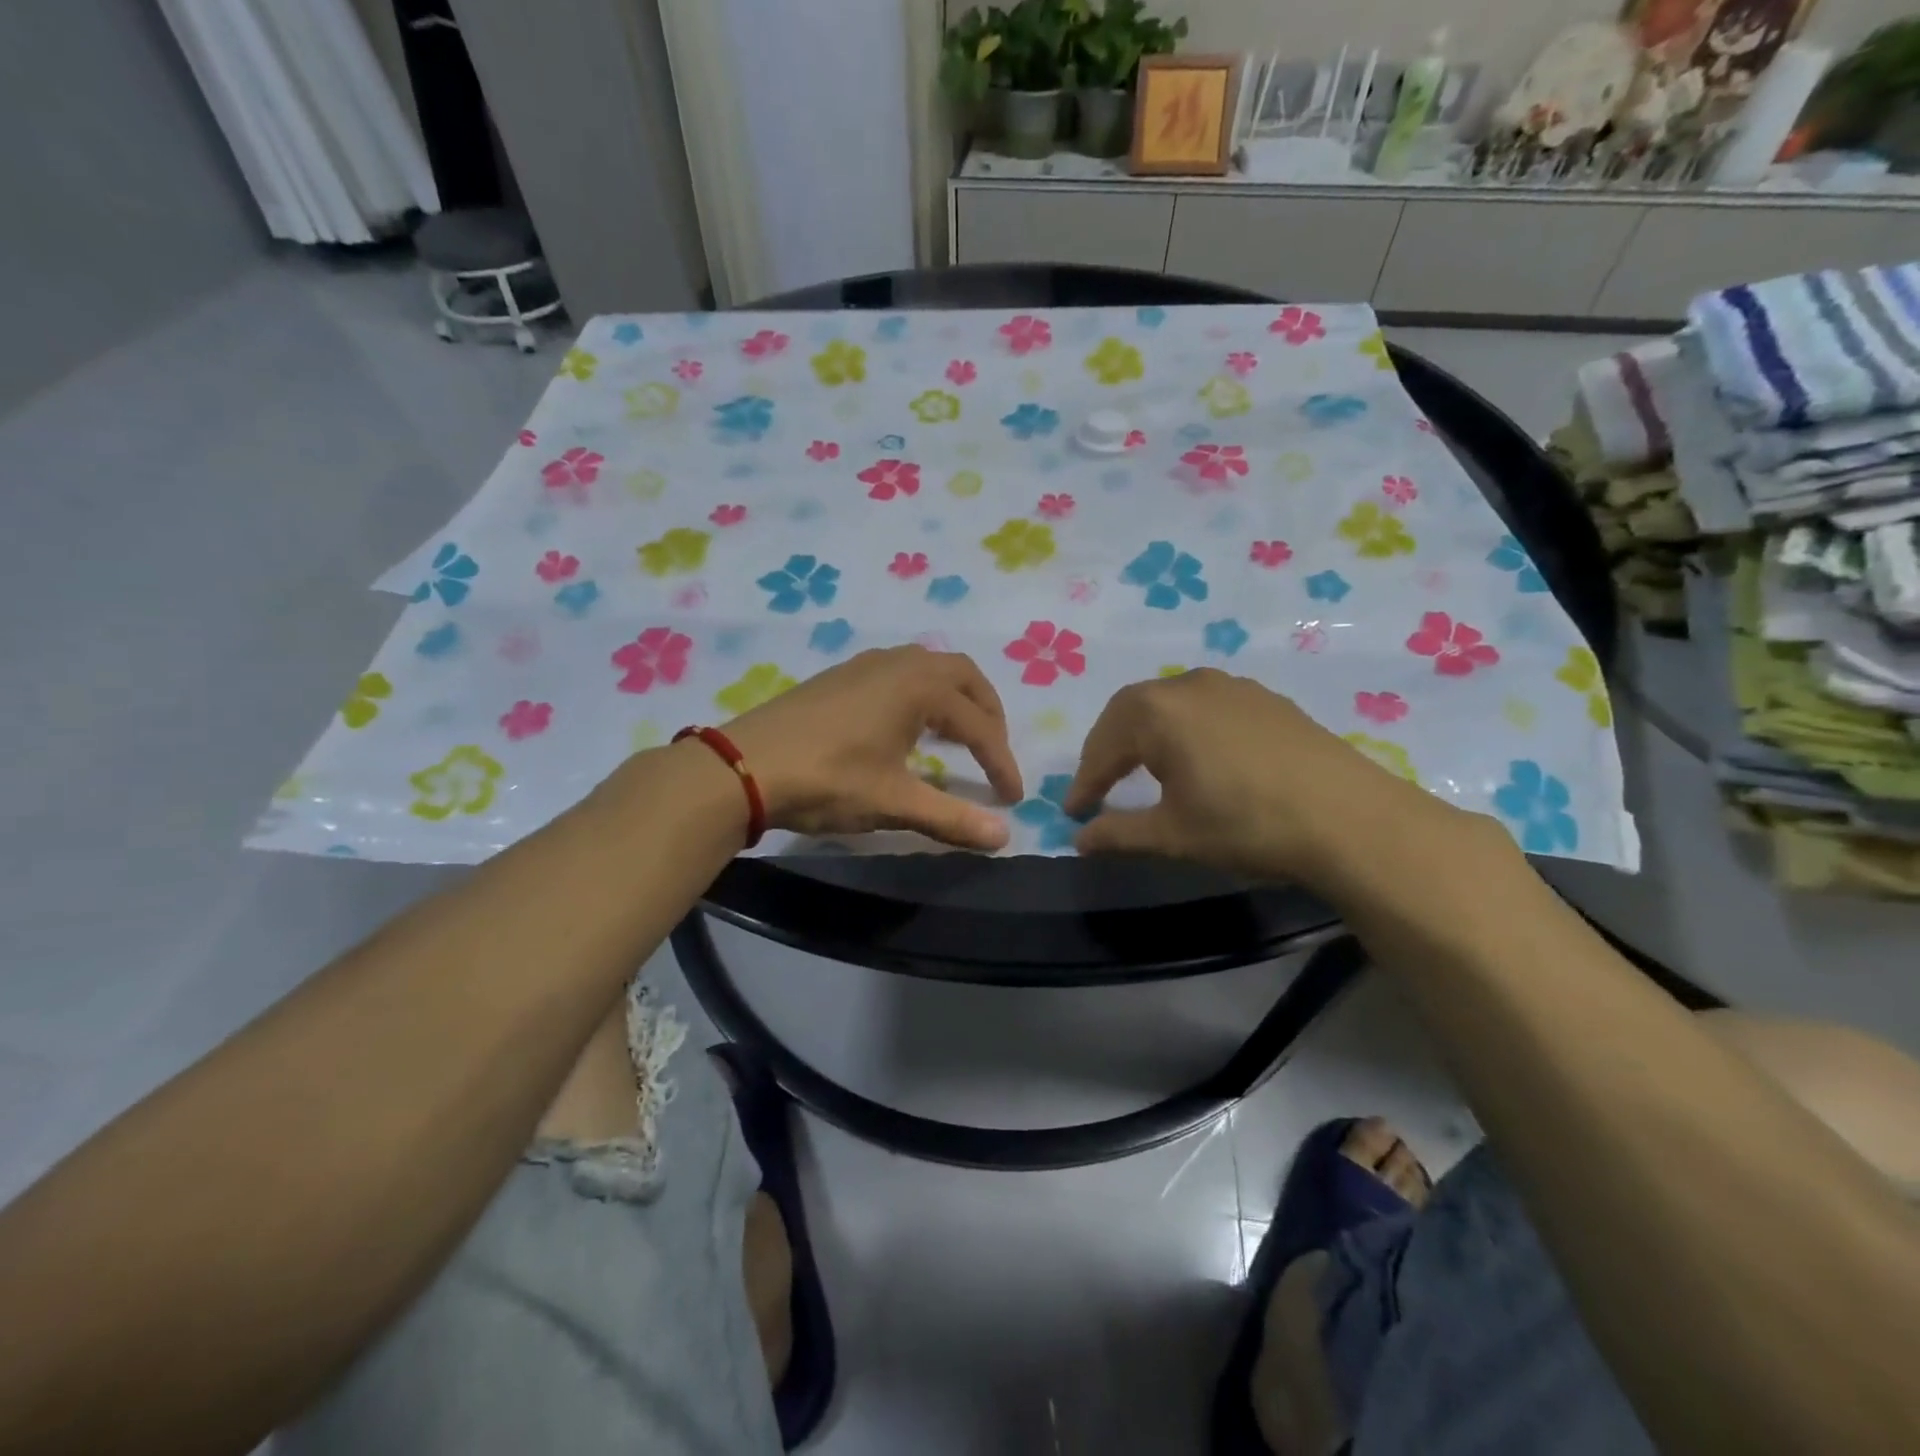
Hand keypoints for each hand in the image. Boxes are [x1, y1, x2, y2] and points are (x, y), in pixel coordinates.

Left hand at [723, 646, 1023, 850]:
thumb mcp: (894, 803)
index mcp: (919, 687)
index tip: (1012, 798)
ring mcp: (865, 665)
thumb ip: (952, 818)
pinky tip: (907, 727)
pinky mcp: (840, 676)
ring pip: (928, 668)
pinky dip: (921, 694)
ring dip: (954, 698)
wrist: (743, 766)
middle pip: (962, 676)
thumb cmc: (828, 779)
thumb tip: (1004, 839)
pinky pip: (899, 672)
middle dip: (987, 713)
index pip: (979, 725)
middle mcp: (898, 663)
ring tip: (957, 736)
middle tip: (993, 752)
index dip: (1001, 762)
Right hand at [1063, 669, 1464, 888]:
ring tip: (1145, 769)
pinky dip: (1186, 729)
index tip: (1073, 811)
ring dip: (1148, 734)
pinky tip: (1199, 758)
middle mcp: (1189, 685)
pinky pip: (1206, 707)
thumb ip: (1118, 833)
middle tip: (1101, 785)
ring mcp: (1233, 687)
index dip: (1085, 780)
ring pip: (1170, 705)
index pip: (1104, 745)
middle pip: (1132, 711)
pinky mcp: (1266, 699)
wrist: (1349, 818)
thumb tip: (1079, 839)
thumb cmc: (1246, 824)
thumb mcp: (1172, 835)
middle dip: (1110, 748)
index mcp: (1157, 711)